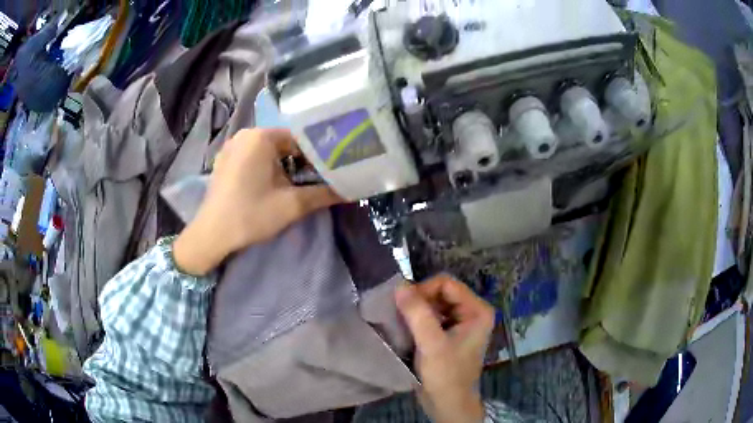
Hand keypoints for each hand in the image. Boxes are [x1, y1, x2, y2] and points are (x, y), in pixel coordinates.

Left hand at [174, 128, 341, 275]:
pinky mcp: (224, 161)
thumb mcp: (292, 205)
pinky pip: (252, 157)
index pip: (300, 139)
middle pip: (283, 144)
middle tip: (313, 181)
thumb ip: (323, 194)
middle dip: (300, 162)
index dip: (317, 156)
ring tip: (293, 186)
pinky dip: (265, 168)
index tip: (328, 172)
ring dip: (282, 166)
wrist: (212, 235)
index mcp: (261, 137)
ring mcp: (232, 147)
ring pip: (268, 151)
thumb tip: (350, 190)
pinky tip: (268, 187)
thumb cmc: (251, 214)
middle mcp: (245, 134)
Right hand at [395, 275, 494, 422]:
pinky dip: (418, 320)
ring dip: (416, 311)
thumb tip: (399, 285)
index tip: (404, 305)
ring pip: (434, 304)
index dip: (423, 290)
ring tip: (402, 323)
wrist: (448, 404)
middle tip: (401, 315)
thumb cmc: (446, 375)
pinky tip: (407, 330)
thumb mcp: (432, 344)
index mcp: (477, 310)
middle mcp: (472, 312)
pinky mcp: (449, 334)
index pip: (446, 284)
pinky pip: (432, 317)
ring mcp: (461, 323)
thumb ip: (417, 313)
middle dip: (419, 301)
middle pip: (440, 292)